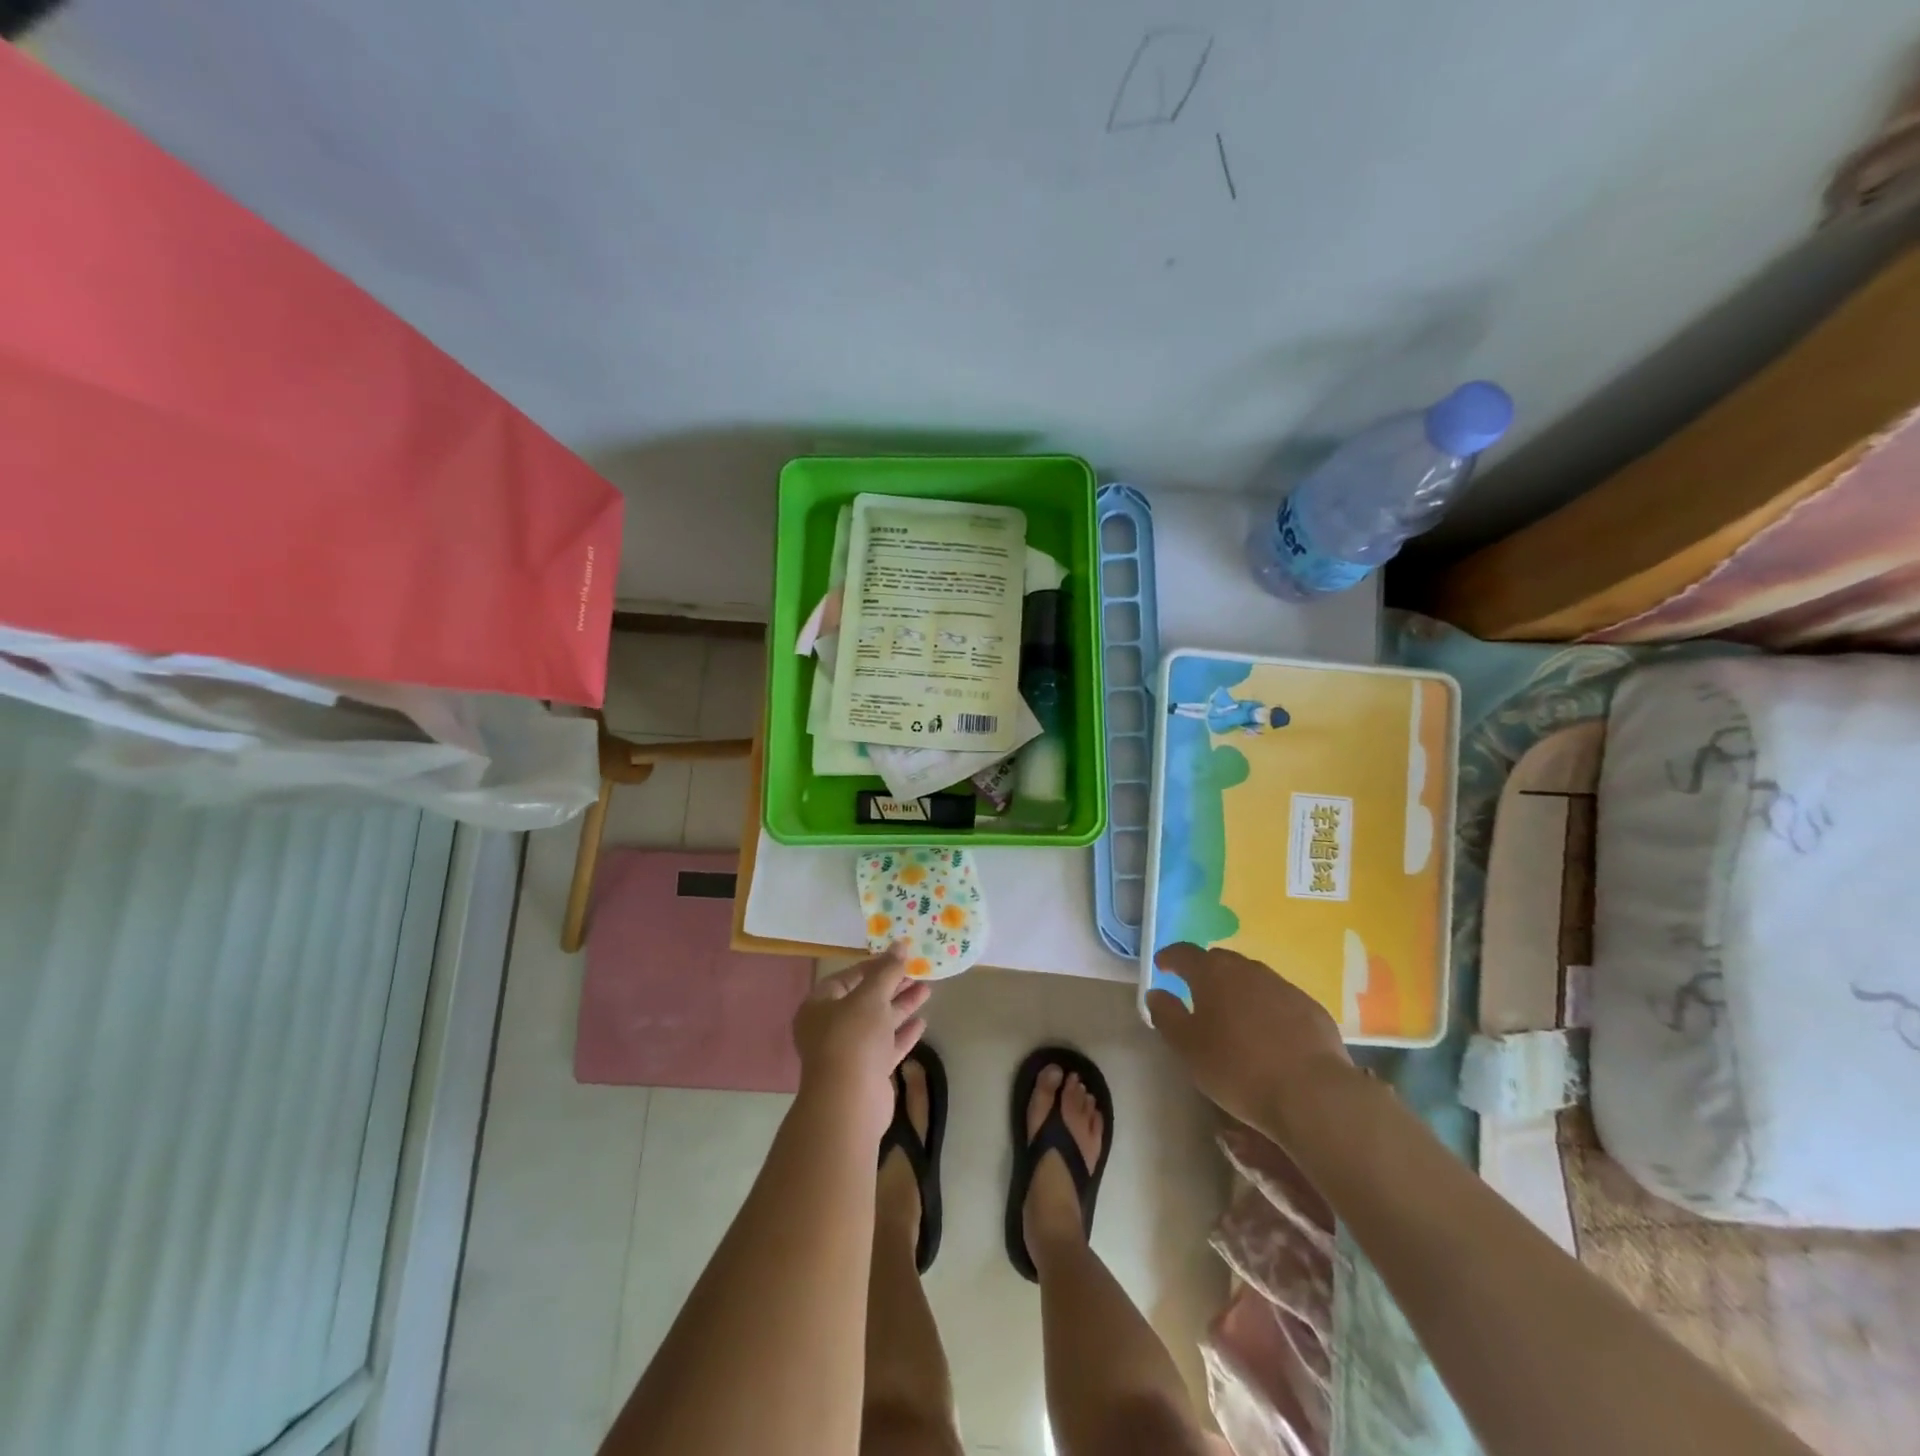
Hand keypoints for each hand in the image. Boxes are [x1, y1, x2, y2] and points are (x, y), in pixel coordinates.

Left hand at [792, 945, 931, 1141]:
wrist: (849, 1102)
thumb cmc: (853, 1038)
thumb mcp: (871, 996)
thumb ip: (887, 970)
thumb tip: (900, 943)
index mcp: (819, 1006)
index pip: (847, 978)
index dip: (873, 966)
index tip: (899, 958)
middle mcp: (830, 1027)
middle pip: (865, 1000)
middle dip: (892, 986)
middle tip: (918, 973)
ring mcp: (848, 1052)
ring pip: (877, 1023)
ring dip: (901, 1007)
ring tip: (927, 990)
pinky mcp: (867, 1072)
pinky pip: (886, 1046)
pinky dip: (902, 1034)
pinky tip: (922, 1023)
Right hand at [1146, 942, 1354, 1135]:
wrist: (1312, 1094)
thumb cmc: (1238, 1068)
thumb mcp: (1188, 1047)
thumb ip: (1166, 1015)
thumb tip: (1157, 993)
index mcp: (1213, 973)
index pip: (1185, 953)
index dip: (1170, 957)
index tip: (1162, 966)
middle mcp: (1248, 969)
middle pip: (1221, 961)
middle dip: (1205, 972)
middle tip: (1197, 992)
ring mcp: (1283, 986)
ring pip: (1252, 978)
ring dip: (1238, 989)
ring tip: (1233, 1015)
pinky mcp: (1311, 1008)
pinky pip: (1280, 999)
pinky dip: (1267, 1008)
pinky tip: (1269, 1034)